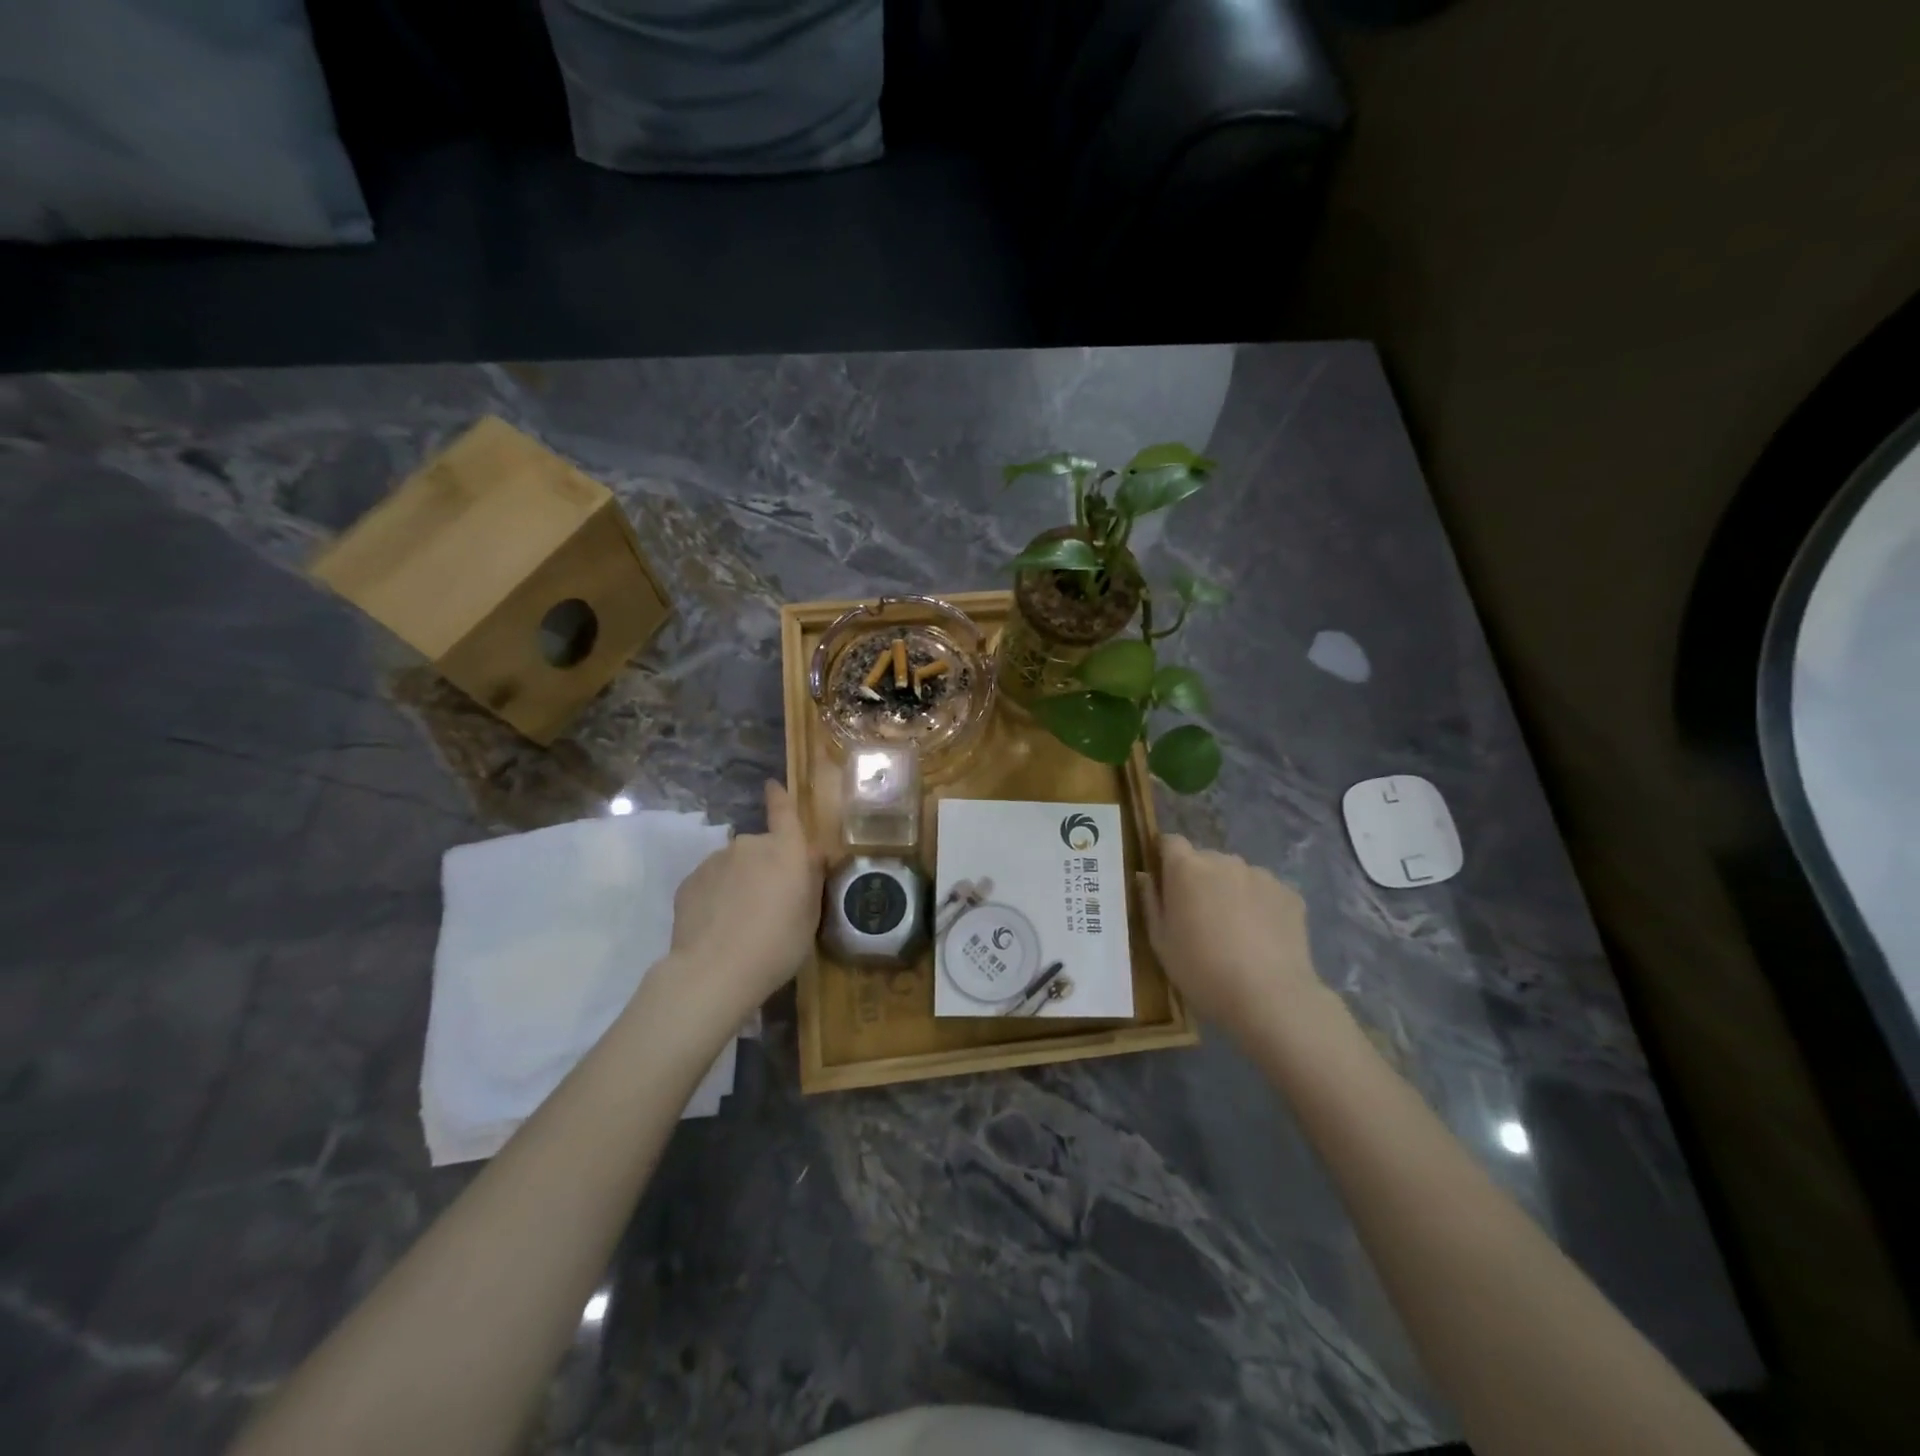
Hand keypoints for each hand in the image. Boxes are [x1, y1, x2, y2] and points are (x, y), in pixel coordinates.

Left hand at [666, 780, 824, 1013]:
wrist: (714, 971)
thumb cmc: (777, 945)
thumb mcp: (810, 917)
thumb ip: (810, 879)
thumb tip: (810, 854)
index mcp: (785, 850)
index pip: (783, 812)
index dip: (779, 798)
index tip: (771, 785)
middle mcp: (750, 845)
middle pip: (762, 848)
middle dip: (766, 866)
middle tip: (770, 903)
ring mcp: (715, 860)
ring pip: (734, 865)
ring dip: (740, 882)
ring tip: (740, 920)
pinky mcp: (689, 881)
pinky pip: (711, 882)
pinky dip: (717, 896)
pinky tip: (718, 925)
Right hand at [1138, 834, 1328, 1035]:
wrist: (1269, 998)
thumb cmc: (1201, 971)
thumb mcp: (1160, 942)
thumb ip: (1151, 902)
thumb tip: (1147, 878)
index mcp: (1186, 868)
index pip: (1170, 841)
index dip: (1165, 858)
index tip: (1165, 883)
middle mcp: (1223, 860)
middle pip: (1205, 859)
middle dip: (1200, 880)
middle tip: (1200, 917)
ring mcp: (1261, 875)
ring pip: (1237, 875)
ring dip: (1231, 892)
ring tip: (1236, 932)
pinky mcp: (1290, 893)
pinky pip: (1265, 892)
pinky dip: (1260, 906)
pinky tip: (1263, 939)